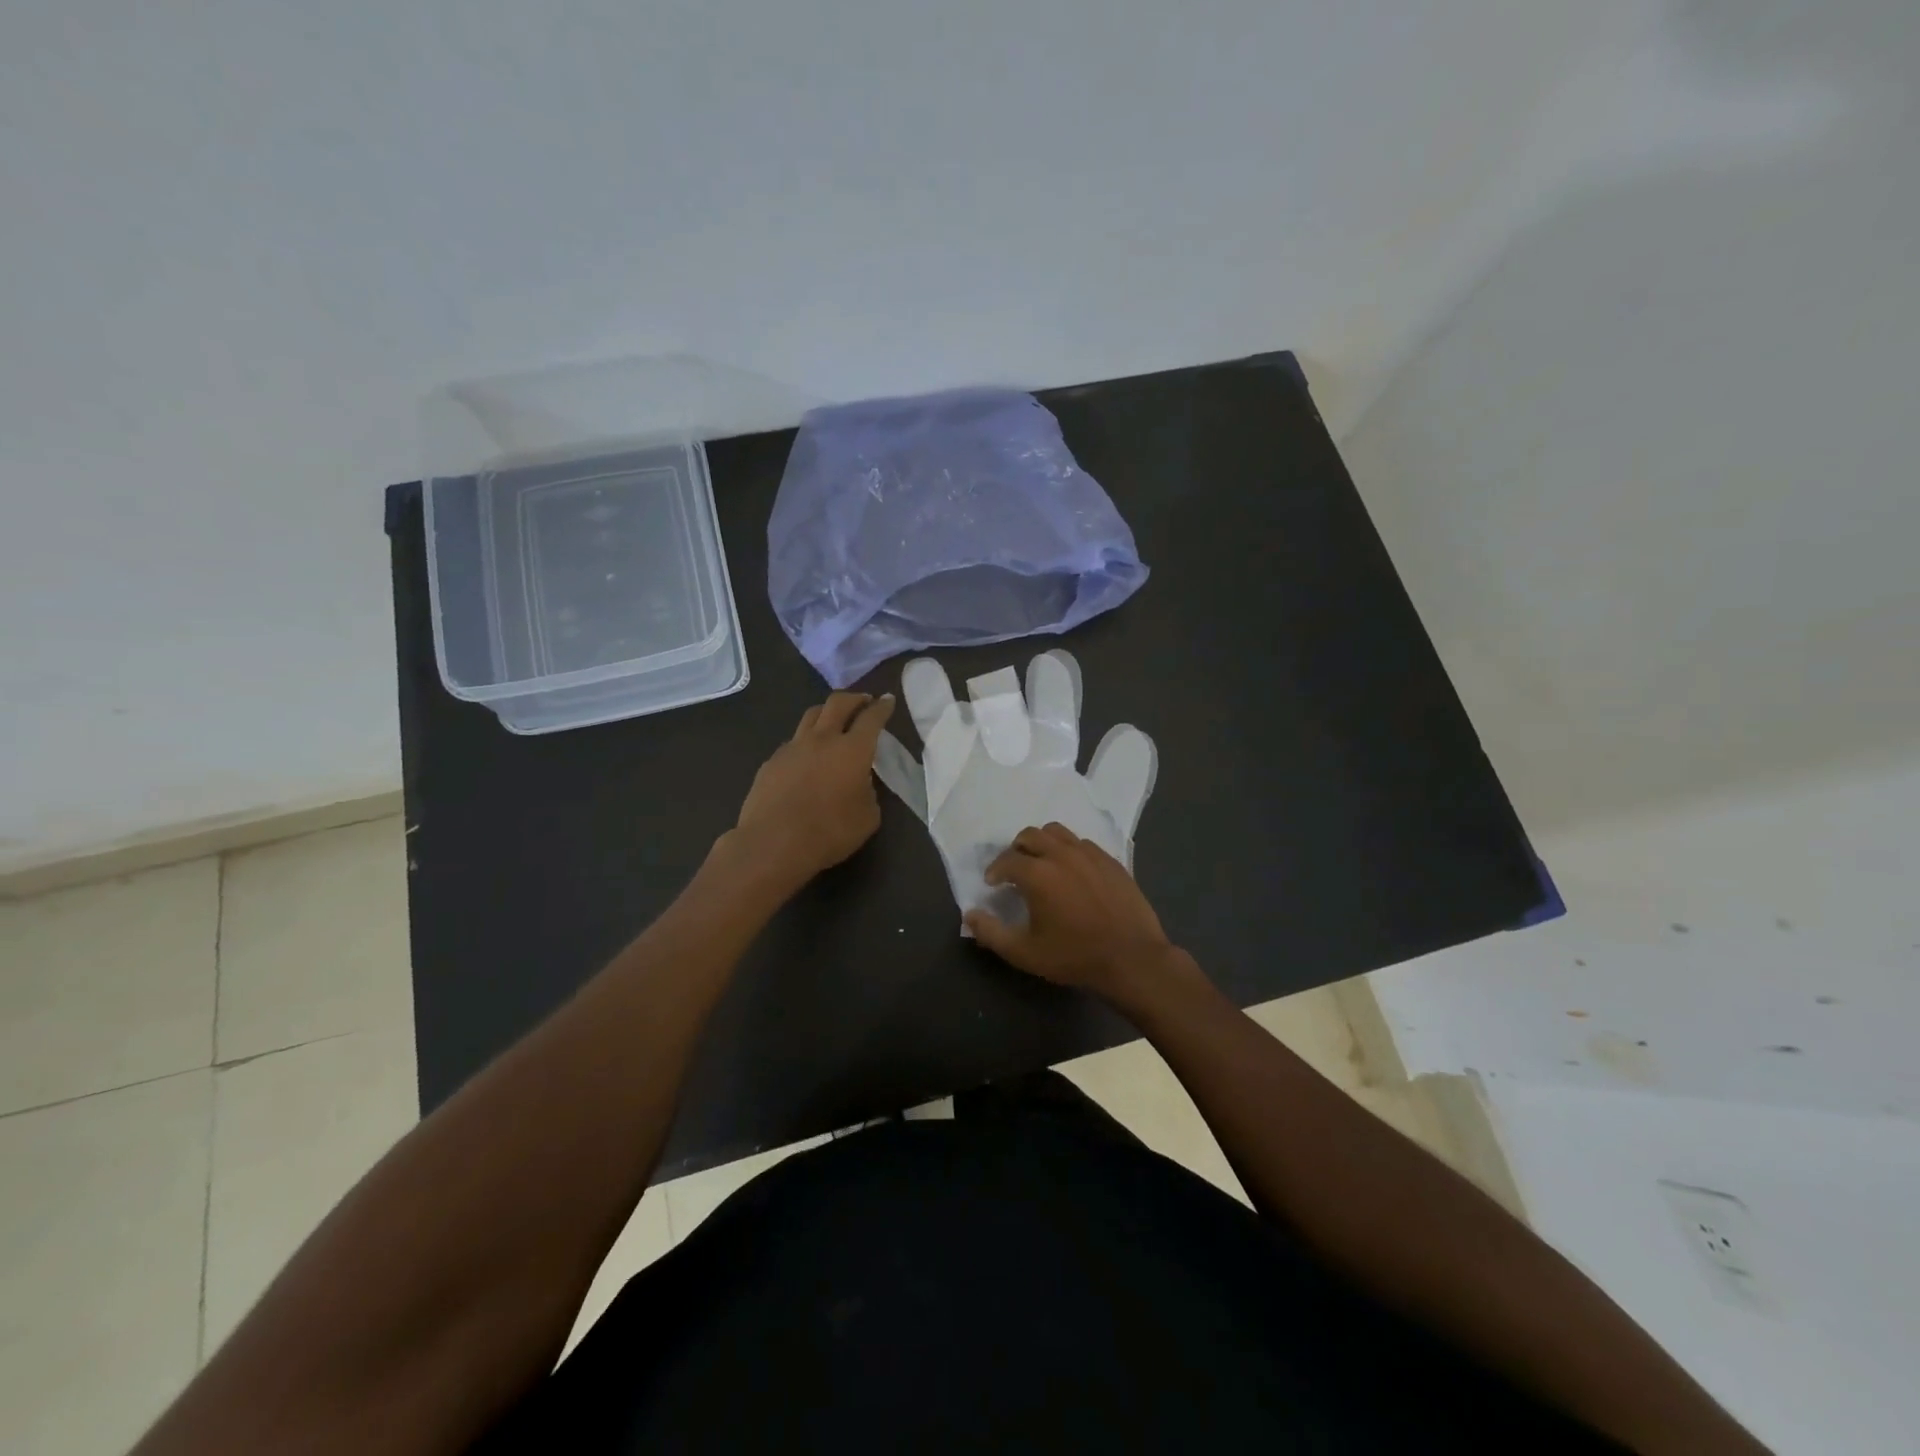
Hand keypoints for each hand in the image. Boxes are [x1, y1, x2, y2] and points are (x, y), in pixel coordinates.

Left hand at [732, 691, 896, 884]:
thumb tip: (859, 781)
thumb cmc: (829, 832)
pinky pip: (793, 742)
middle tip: (864, 701)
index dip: (882, 707)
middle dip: (855, 698)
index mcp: (852, 749)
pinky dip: (806, 741)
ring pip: (811, 715)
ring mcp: (793, 747)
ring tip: (833, 719)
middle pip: (838, 703)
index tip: (887, 700)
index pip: (871, 718)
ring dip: (827, 712)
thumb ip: (868, 791)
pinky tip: (807, 756)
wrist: (773, 843)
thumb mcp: (868, 817)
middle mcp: (822, 739)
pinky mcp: (772, 761)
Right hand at [964, 822, 1184, 999]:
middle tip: (1014, 869)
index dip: (995, 871)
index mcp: (1037, 873)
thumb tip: (970, 915)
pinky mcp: (1110, 860)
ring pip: (1058, 832)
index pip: (1006, 860)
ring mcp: (1089, 854)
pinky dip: (1069, 850)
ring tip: (1042, 862)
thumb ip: (991, 933)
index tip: (993, 883)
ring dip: (1043, 843)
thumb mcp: (1025, 953)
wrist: (1132, 959)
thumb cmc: (1074, 957)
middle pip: (1030, 835)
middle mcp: (1061, 854)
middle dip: (1016, 849)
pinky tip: (1072, 871)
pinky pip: (1082, 843)